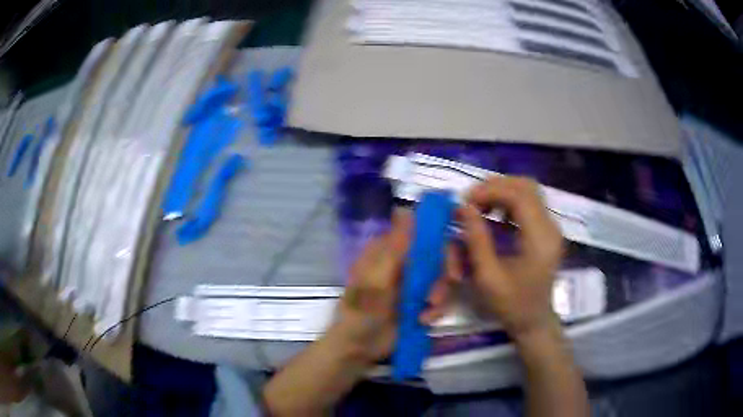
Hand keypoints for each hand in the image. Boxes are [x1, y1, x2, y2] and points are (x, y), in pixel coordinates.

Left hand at [332, 209, 459, 363]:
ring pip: (442, 277)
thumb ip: (395, 247)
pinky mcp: (421, 301)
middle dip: (442, 276)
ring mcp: (414, 282)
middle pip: (437, 255)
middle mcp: (404, 261)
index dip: (440, 241)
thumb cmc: (362, 312)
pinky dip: (437, 309)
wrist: (360, 347)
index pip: (422, 232)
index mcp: (389, 249)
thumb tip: (404, 207)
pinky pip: (440, 297)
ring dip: (440, 295)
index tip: (451, 259)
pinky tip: (425, 321)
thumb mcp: (377, 280)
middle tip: (437, 294)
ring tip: (427, 313)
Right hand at [461, 176, 563, 340]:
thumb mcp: (488, 276)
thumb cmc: (511, 305)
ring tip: (481, 207)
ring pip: (528, 192)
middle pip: (527, 186)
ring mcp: (551, 228)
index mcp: (540, 239)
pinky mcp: (547, 232)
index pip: (519, 195)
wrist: (534, 321)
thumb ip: (476, 239)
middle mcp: (550, 227)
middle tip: (472, 201)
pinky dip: (509, 203)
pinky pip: (529, 205)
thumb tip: (463, 207)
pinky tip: (494, 217)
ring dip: (502, 193)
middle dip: (496, 187)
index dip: (490, 191)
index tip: (465, 202)